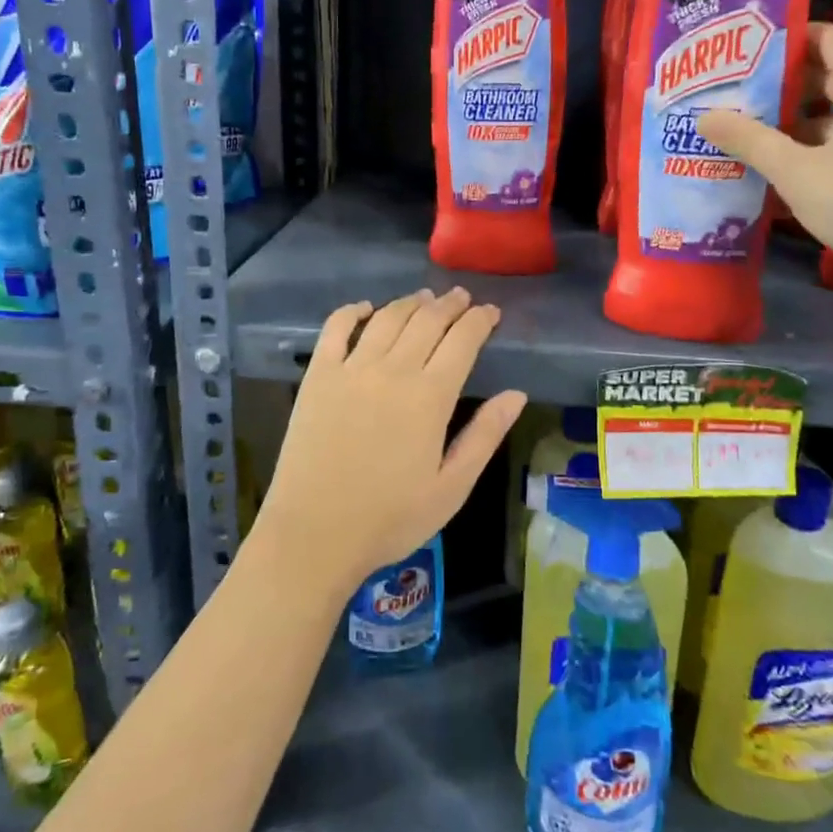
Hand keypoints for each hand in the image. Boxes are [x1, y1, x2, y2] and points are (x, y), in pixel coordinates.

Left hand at [252, 287, 526, 598]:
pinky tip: (365, 308)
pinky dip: (352, 311)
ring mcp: (351, 369)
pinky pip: (335, 328)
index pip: (462, 341)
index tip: (490, 312)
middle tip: (462, 298)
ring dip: (410, 303)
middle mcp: (393, 370)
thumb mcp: (451, 487)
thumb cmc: (390, 518)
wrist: (315, 533)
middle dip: (449, 305)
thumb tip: (517, 395)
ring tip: (425, 298)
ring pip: (387, 318)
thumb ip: (485, 436)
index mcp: (430, 397)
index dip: (479, 321)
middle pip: (427, 321)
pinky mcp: (318, 375)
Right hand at [696, 22, 832, 302]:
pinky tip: (782, 161)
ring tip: (748, 126)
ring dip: (797, 117)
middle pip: (832, 73)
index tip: (744, 51)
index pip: (828, 38)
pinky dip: (819, 140)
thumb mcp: (795, 171)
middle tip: (735, 91)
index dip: (786, 40)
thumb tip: (703, 116)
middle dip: (784, 82)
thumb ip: (749, 139)